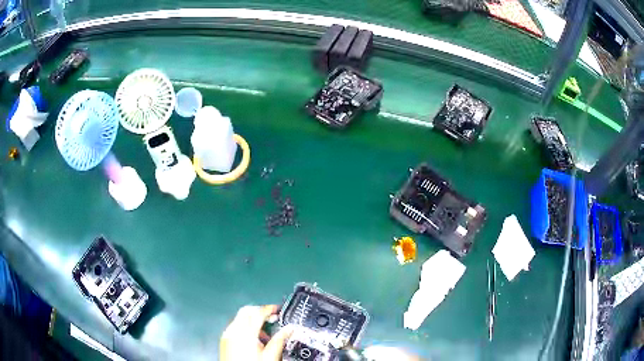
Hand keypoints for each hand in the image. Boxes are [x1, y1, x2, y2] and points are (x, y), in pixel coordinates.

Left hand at [220, 305, 293, 360]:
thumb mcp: (271, 356)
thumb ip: (279, 340)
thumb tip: (289, 329)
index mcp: (246, 333)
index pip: (257, 312)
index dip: (269, 309)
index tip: (277, 309)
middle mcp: (233, 331)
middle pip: (246, 311)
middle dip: (260, 312)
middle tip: (272, 318)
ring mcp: (227, 335)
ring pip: (240, 319)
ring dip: (252, 320)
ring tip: (265, 334)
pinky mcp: (224, 341)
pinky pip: (235, 327)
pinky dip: (244, 328)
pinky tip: (253, 340)